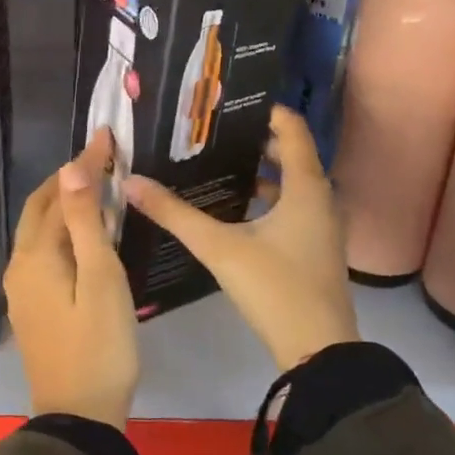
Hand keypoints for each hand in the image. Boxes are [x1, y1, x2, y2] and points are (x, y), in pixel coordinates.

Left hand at [4, 127, 139, 427]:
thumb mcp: (100, 278)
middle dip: (67, 180)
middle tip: (100, 159)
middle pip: (40, 209)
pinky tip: (85, 234)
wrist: (78, 416)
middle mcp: (20, 265)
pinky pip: (43, 252)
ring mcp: (22, 288)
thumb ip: (85, 222)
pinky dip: (62, 231)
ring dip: (63, 204)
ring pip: (39, 231)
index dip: (84, 165)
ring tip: (96, 188)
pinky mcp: (31, 305)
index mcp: (35, 255)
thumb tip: (71, 169)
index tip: (106, 137)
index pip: (59, 194)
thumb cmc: (100, 345)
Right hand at [125, 106, 358, 371]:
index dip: (268, 112)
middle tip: (215, 132)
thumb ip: (175, 214)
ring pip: (293, 186)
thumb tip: (132, 182)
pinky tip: (236, 210)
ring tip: (219, 164)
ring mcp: (322, 228)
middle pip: (293, 156)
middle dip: (257, 142)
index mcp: (306, 189)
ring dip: (263, 172)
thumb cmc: (274, 287)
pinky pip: (293, 208)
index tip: (232, 103)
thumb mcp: (219, 247)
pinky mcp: (315, 250)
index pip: (293, 131)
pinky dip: (269, 199)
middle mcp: (321, 201)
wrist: (317, 350)